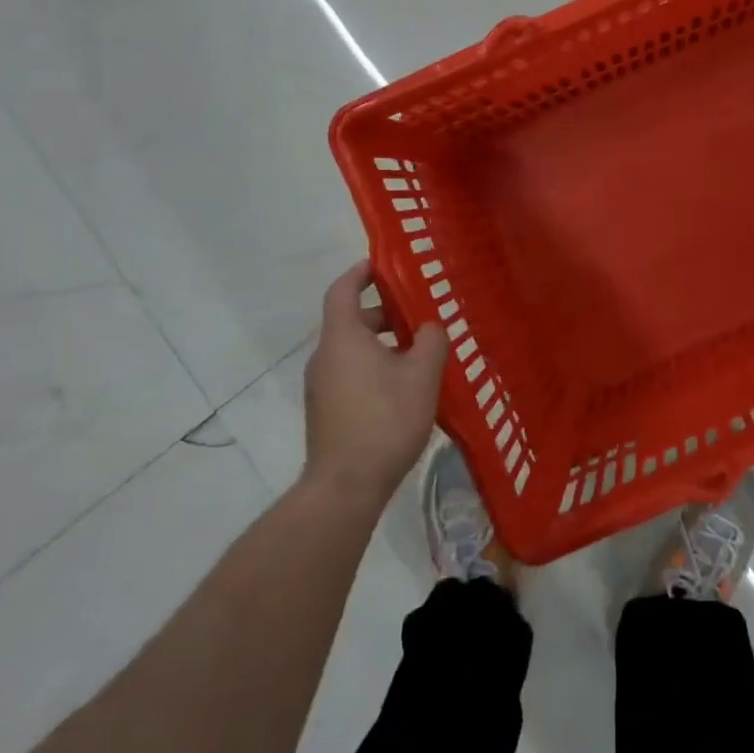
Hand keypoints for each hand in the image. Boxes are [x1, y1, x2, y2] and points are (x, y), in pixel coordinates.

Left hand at [302, 261, 447, 506]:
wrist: (344, 488)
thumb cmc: (384, 420)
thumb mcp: (422, 375)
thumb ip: (431, 341)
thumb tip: (430, 327)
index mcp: (343, 337)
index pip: (343, 289)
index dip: (362, 272)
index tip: (385, 264)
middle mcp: (325, 356)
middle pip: (353, 320)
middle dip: (386, 313)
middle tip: (421, 314)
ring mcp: (321, 386)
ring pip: (353, 349)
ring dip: (384, 343)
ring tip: (420, 353)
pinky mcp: (326, 411)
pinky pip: (351, 373)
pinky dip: (374, 366)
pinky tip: (405, 388)